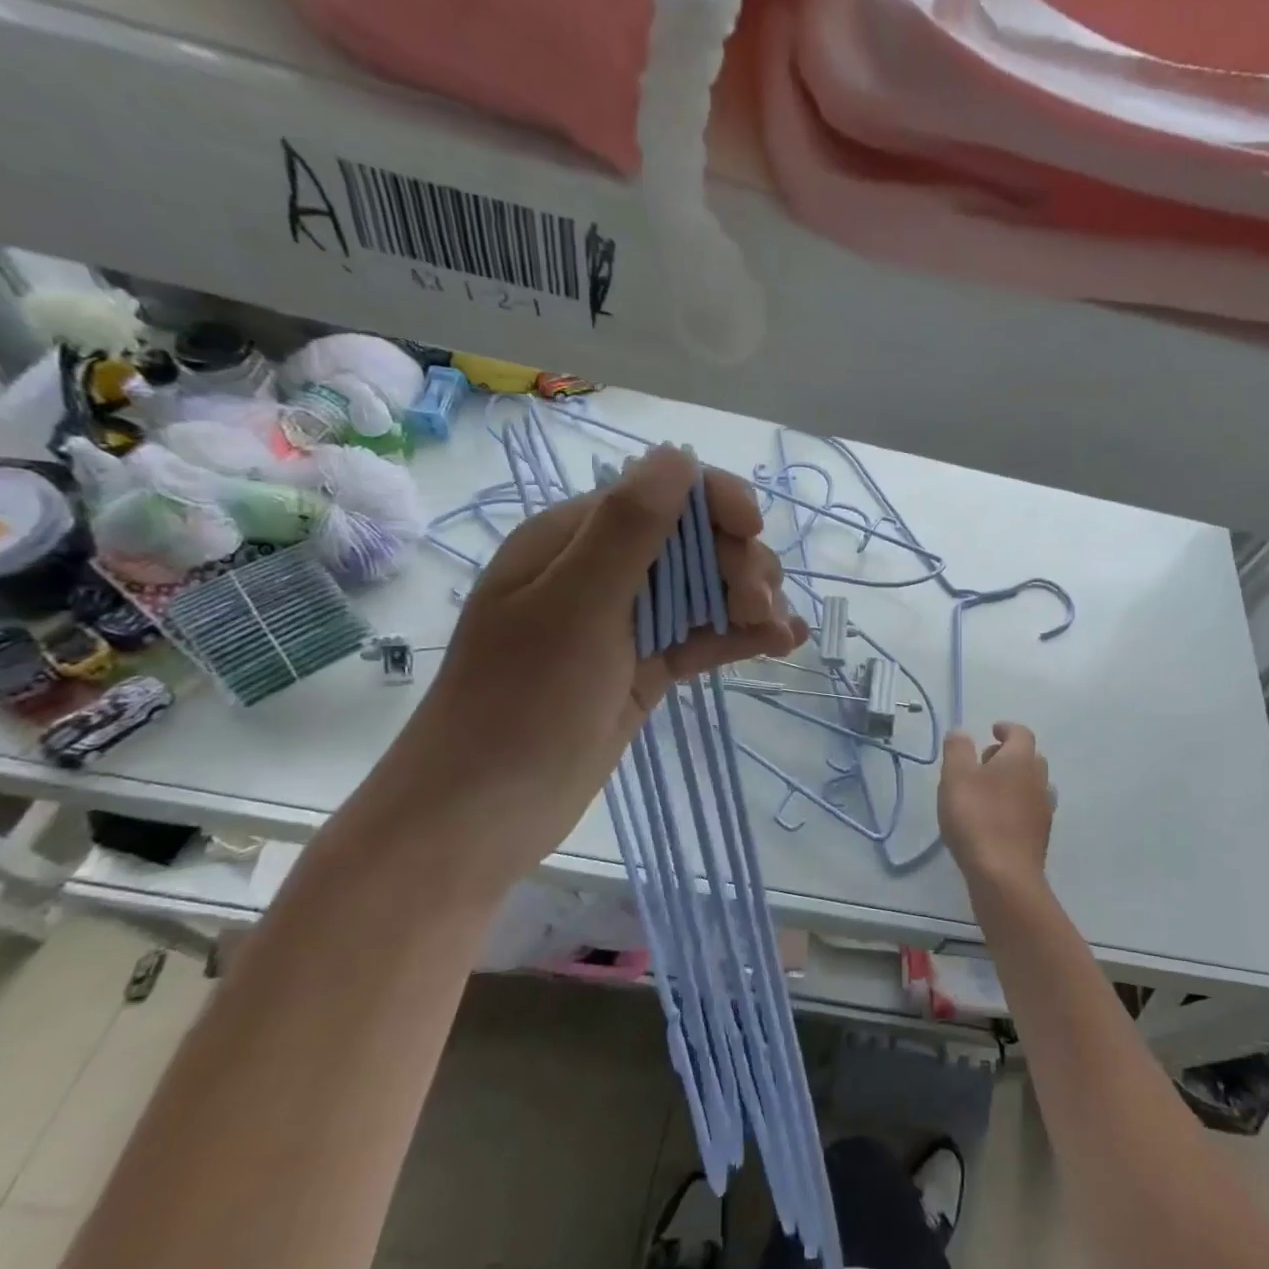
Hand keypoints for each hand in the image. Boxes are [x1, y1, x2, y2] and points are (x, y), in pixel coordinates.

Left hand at [367, 445, 806, 888]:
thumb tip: (679, 455)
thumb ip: (628, 529)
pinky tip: (784, 641)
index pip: (660, 494)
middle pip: (693, 542)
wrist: (484, 814)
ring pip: (705, 589)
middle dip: (738, 561)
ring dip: (749, 598)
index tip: (753, 532)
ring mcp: (627, 623)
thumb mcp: (575, 606)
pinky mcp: (646, 668)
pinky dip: (742, 635)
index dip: (715, 502)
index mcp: (574, 541)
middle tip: (759, 603)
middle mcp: (603, 573)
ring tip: (776, 631)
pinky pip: (703, 637)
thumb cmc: (522, 702)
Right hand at [939, 722, 1052, 900]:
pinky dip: (1016, 806)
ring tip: (988, 792)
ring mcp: (1043, 810)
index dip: (1006, 729)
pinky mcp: (1040, 836)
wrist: (1004, 876)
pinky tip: (997, 819)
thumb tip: (962, 732)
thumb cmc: (977, 818)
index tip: (992, 730)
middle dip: (1009, 755)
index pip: (1021, 733)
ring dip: (1015, 782)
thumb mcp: (956, 776)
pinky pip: (1030, 810)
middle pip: (1030, 758)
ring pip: (1033, 785)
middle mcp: (1039, 780)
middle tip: (984, 762)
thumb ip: (958, 749)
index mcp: (1021, 760)